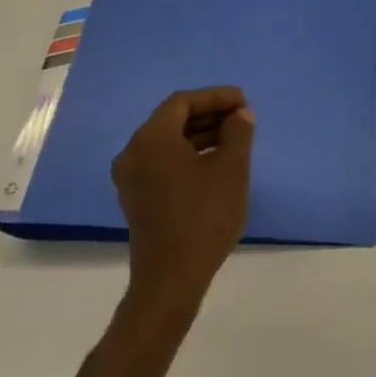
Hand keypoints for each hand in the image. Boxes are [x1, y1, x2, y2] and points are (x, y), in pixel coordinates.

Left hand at [112, 88, 253, 305]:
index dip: (216, 97)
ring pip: (168, 142)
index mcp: (151, 138)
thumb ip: (238, 133)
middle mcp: (134, 152)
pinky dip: (188, 154)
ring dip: (201, 135)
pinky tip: (215, 163)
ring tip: (235, 139)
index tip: (243, 101)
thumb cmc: (204, 216)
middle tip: (241, 118)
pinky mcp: (137, 198)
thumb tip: (240, 115)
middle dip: (209, 114)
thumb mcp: (231, 168)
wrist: (171, 279)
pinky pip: (163, 162)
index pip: (183, 102)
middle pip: (173, 119)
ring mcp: (131, 178)